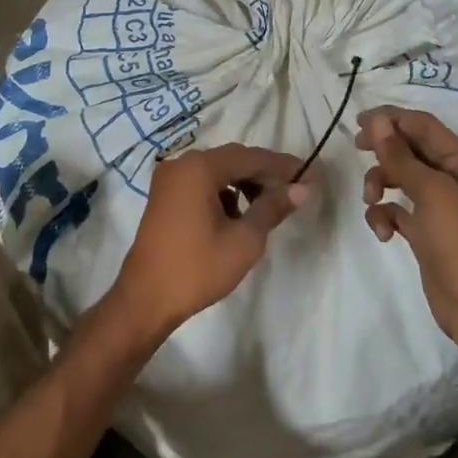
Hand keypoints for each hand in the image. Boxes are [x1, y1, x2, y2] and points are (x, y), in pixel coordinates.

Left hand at [111, 143, 311, 341]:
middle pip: (233, 159)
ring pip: (218, 171)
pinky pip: (202, 184)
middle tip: (295, 190)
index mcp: (199, 168)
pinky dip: (224, 193)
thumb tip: (302, 189)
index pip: (251, 157)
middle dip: (265, 174)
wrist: (145, 300)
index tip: (311, 175)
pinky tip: (238, 216)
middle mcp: (181, 164)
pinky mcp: (165, 197)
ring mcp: (170, 180)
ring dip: (245, 183)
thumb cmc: (197, 268)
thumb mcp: (244, 240)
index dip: (283, 166)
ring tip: (268, 206)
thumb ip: (273, 208)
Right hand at [356, 106, 457, 342]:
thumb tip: (377, 121)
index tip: (359, 122)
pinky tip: (382, 232)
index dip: (392, 119)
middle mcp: (454, 178)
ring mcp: (439, 205)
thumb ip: (400, 156)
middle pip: (411, 149)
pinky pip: (397, 209)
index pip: (424, 126)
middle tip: (357, 149)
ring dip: (380, 184)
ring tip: (372, 201)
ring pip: (400, 178)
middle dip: (384, 150)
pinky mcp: (425, 230)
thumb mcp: (431, 194)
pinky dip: (385, 215)